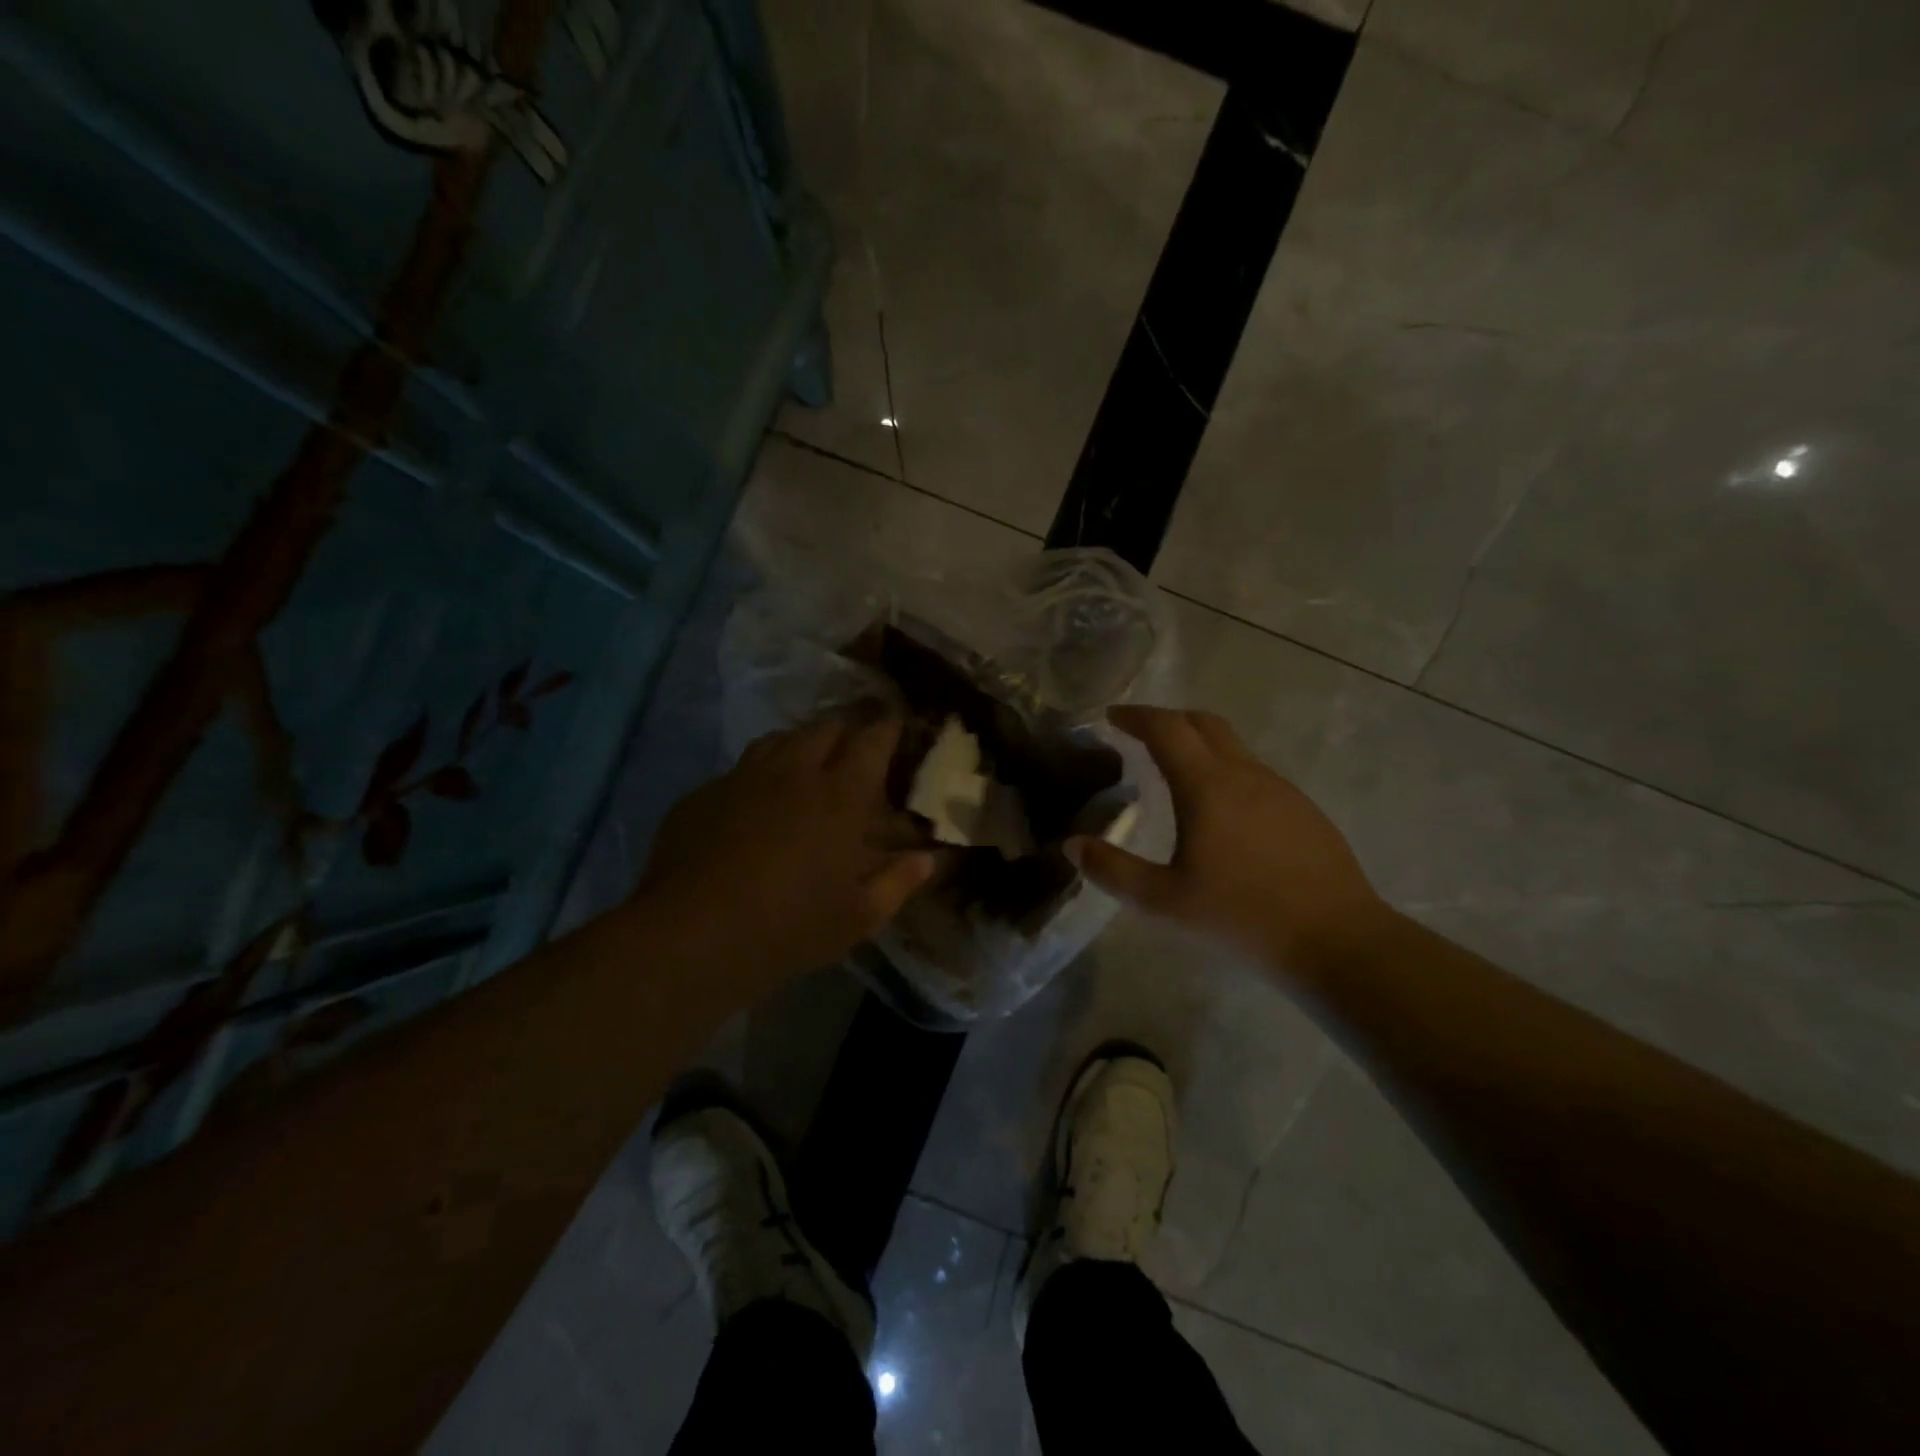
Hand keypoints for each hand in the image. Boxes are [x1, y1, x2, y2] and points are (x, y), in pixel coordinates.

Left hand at [635, 713, 934, 993]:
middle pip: (825, 727)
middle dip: (847, 725)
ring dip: (803, 741)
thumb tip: (930, 860)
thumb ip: (899, 882)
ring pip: (780, 738)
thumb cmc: (789, 927)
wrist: (691, 936)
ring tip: (810, 758)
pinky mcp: (705, 793)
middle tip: (858, 739)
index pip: (871, 740)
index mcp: (839, 796)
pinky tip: (758, 797)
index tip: (896, 721)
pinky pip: (741, 766)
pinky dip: (760, 770)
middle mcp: (794, 772)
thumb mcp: (858, 917)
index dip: (887, 725)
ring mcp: (743, 777)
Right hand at [1068, 706, 1387, 975]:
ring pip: (1233, 747)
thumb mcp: (1163, 901)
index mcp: (1207, 786)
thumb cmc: (1242, 917)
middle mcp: (1245, 774)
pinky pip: (1254, 773)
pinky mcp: (1303, 810)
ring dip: (1199, 744)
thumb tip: (1074, 844)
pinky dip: (1225, 770)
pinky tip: (1221, 810)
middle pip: (1204, 723)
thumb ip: (1113, 870)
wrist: (1338, 940)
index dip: (1137, 716)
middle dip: (1168, 719)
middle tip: (1140, 733)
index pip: (1167, 729)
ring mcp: (1280, 789)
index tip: (1113, 717)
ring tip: (1175, 771)